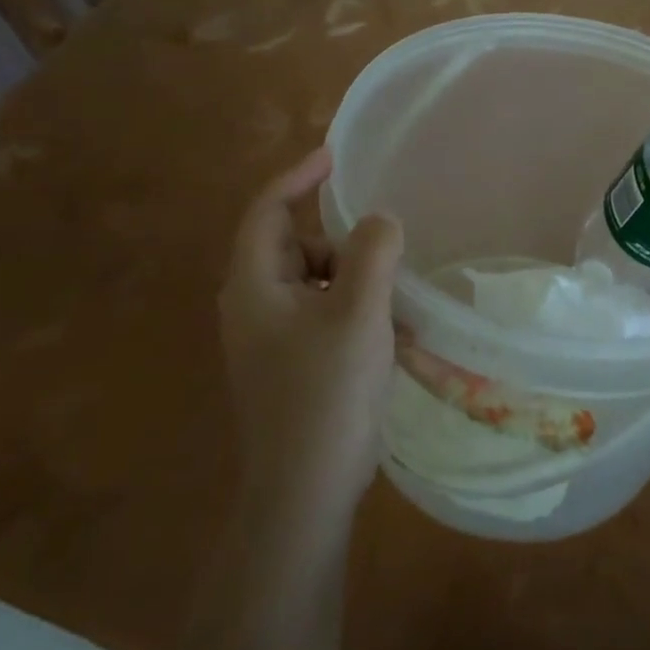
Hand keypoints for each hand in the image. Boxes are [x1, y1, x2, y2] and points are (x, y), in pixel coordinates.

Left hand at [217, 145, 403, 515]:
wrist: (305, 491)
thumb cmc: (328, 393)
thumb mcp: (360, 313)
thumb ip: (373, 253)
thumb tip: (380, 219)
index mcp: (255, 286)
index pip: (267, 211)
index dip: (299, 177)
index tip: (336, 158)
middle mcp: (254, 306)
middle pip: (295, 246)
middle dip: (342, 243)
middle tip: (385, 257)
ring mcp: (271, 338)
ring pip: (316, 282)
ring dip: (356, 281)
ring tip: (395, 304)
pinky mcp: (291, 363)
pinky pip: (325, 314)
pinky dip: (355, 311)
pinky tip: (391, 336)